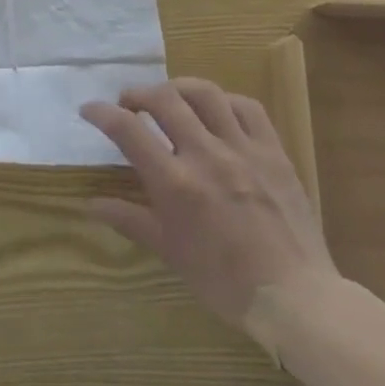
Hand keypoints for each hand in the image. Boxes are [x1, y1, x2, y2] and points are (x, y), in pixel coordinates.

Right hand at [81, 77, 337, 334]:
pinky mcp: (273, 152)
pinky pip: (247, 108)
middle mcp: (206, 155)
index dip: (102, 112)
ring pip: (205, 93)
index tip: (89, 109)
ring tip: (169, 98)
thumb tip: (90, 204)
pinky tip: (216, 111)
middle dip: (138, 93)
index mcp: (175, 183)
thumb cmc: (224, 281)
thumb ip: (129, 219)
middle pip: (164, 99)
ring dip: (178, 88)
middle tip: (129, 104)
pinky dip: (224, 101)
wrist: (295, 297)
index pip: (127, 129)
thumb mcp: (169, 251)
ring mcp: (243, 150)